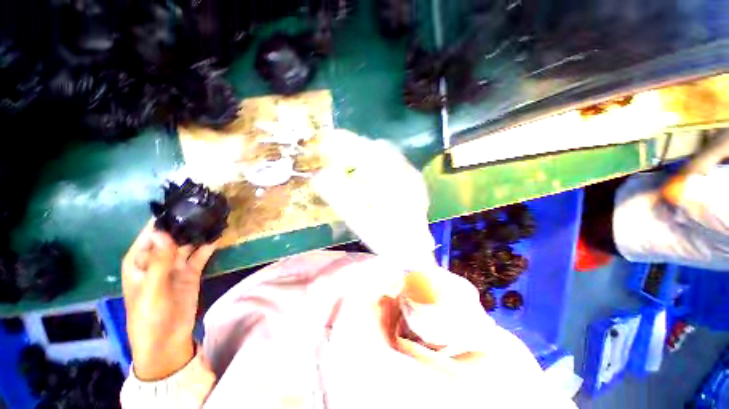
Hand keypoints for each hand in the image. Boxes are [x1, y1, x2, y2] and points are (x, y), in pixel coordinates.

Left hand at [122, 221, 216, 380]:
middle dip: (187, 222)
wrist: (166, 341)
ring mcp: (176, 265)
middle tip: (206, 207)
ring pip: (188, 243)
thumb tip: (162, 231)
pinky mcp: (191, 272)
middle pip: (173, 235)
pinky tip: (219, 234)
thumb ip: (159, 261)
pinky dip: (209, 245)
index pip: (152, 232)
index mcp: (140, 260)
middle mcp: (158, 258)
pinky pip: (201, 254)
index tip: (184, 202)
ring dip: (199, 232)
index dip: (166, 218)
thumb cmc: (149, 316)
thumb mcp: (152, 289)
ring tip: (215, 217)